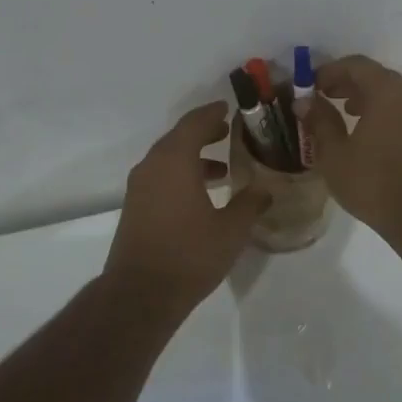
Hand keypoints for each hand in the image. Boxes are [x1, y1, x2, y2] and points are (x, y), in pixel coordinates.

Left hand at [104, 102, 270, 310]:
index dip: (212, 113)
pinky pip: (160, 177)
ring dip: (193, 157)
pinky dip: (181, 175)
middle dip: (203, 133)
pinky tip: (202, 195)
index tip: (228, 107)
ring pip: (168, 159)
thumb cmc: (189, 255)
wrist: (140, 294)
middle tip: (228, 132)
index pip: (194, 123)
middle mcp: (152, 166)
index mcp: (174, 161)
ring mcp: (139, 187)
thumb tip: (265, 190)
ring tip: (222, 169)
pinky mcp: (135, 207)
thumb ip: (250, 204)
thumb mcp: (231, 230)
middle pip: (178, 138)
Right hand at [303, 55, 401, 242]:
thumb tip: (303, 101)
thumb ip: (319, 121)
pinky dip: (378, 107)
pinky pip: (398, 107)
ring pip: (388, 91)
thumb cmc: (372, 181)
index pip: (356, 65)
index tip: (309, 85)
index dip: (329, 70)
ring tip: (341, 110)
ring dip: (362, 94)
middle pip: (374, 74)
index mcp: (386, 92)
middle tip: (322, 94)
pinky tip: (362, 129)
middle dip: (346, 81)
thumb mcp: (334, 153)